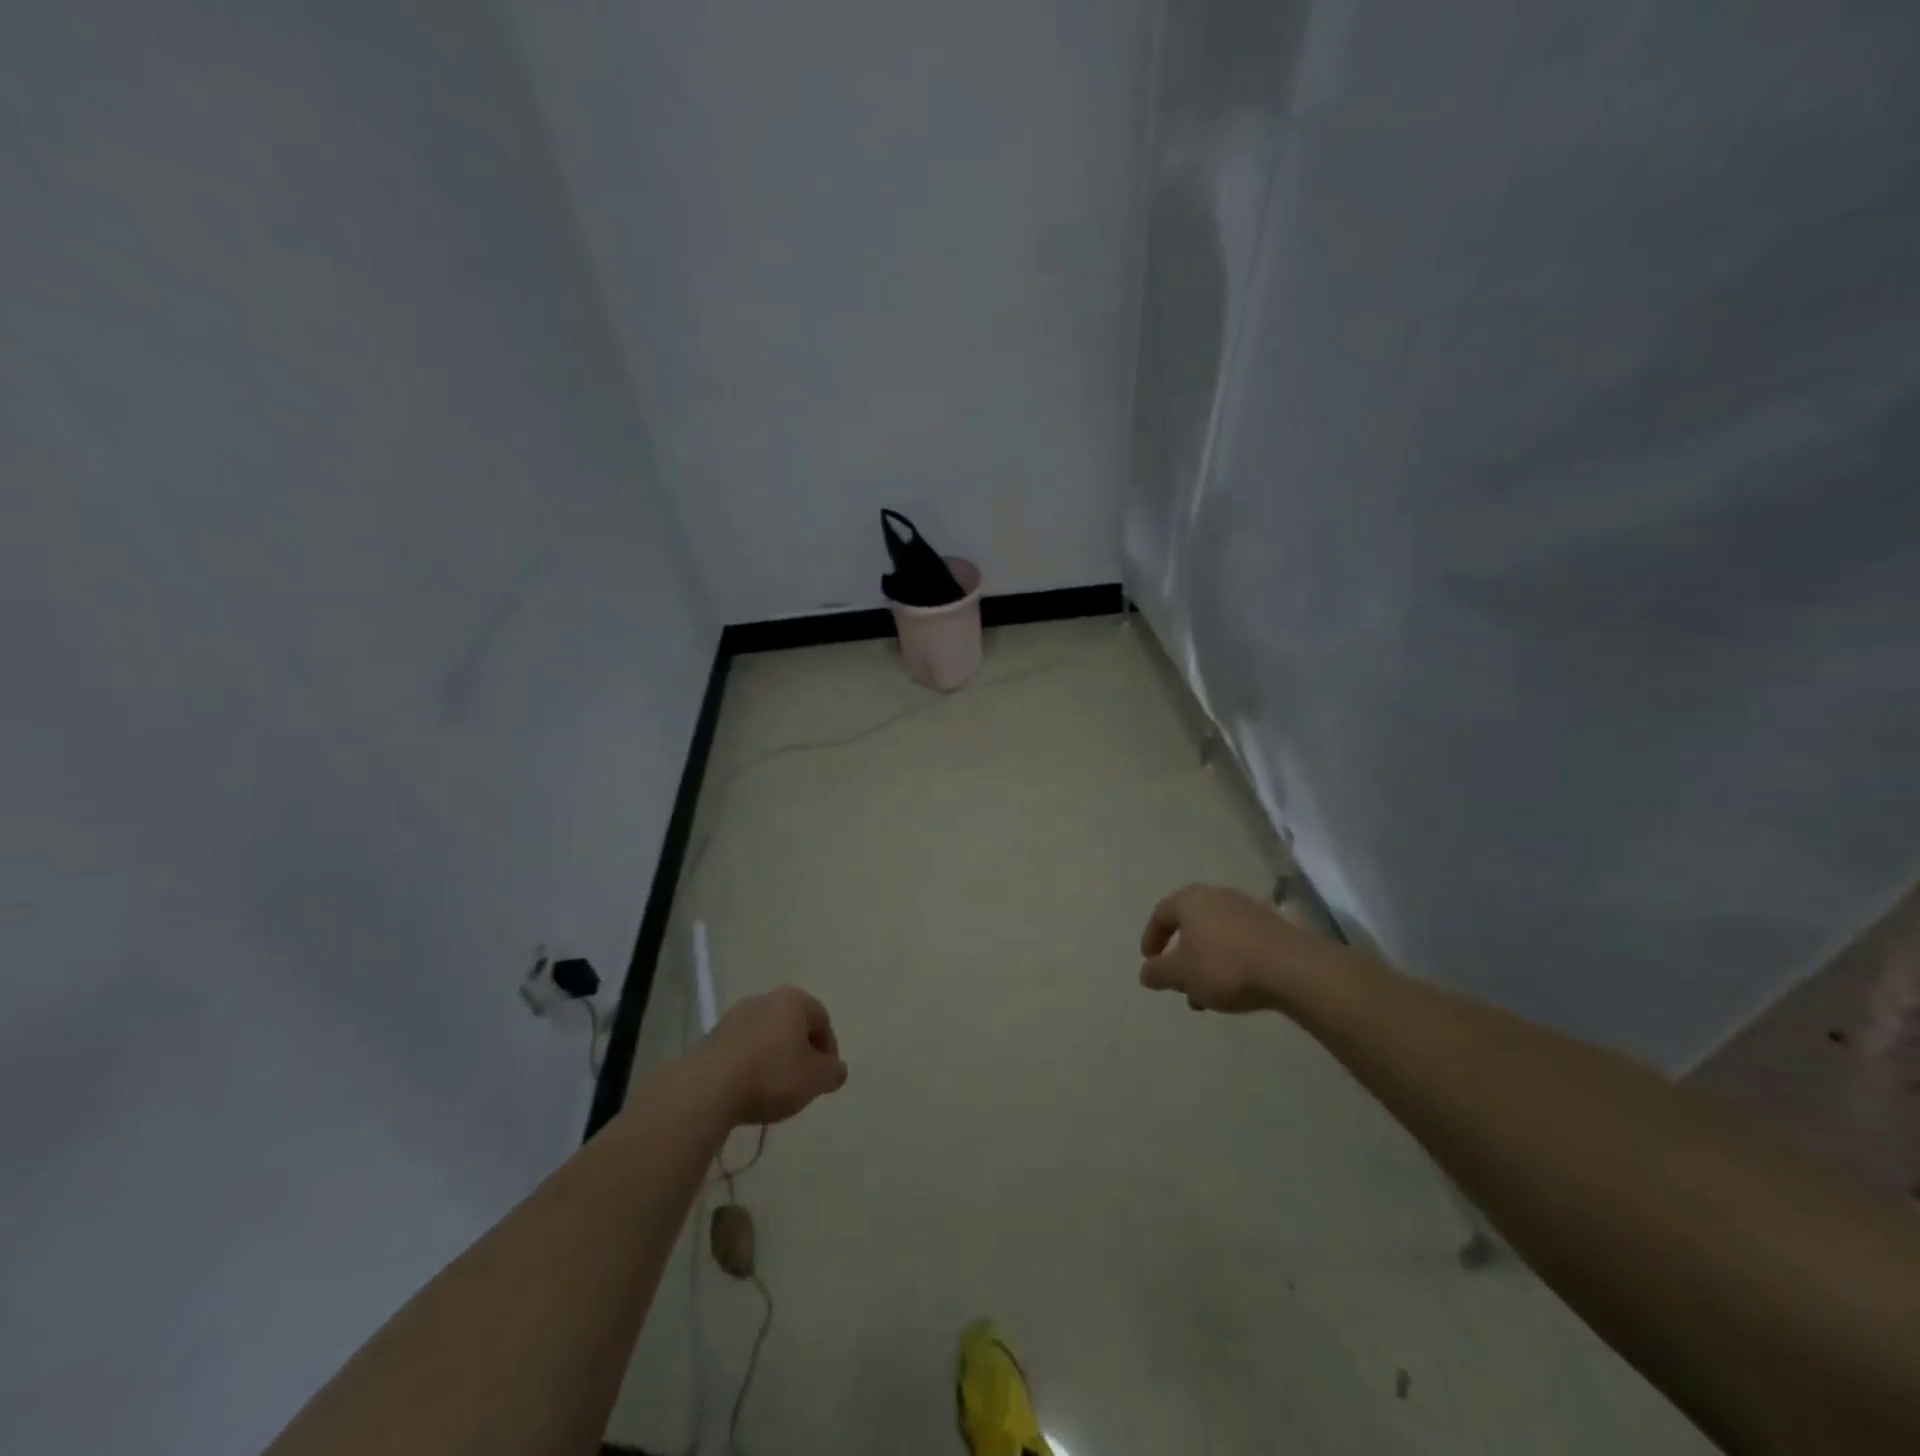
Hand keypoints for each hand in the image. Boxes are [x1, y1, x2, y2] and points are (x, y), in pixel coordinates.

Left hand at [694, 985, 848, 1125]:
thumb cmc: (772, 1075)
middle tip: (801, 1083)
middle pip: (792, 1025)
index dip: (828, 1050)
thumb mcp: (816, 1079)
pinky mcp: (711, 1037)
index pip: (822, 1020)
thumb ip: (833, 1072)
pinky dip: (750, 1065)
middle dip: (800, 1052)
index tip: (823, 1078)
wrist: (708, 1088)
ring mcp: (734, 1016)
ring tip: (772, 1091)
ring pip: (766, 1036)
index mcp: (794, 1000)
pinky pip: (742, 1049)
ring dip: (773, 1058)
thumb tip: (836, 1069)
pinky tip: (748, 1090)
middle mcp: (765, 999)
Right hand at [1139, 883, 1299, 1013]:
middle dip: (1182, 957)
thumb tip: (1145, 973)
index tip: (1150, 962)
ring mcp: (1248, 910)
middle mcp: (1218, 896)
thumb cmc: (1225, 966)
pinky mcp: (1273, 927)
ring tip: (1208, 997)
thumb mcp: (1181, 975)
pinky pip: (1240, 943)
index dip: (1151, 938)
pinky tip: (1236, 989)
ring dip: (1206, 964)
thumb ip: (1158, 973)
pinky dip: (1230, 962)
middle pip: (1191, 925)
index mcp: (1191, 900)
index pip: (1161, 913)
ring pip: (1216, 937)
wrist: (1293, 970)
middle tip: (1180, 984)